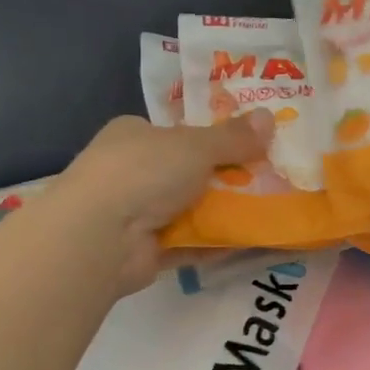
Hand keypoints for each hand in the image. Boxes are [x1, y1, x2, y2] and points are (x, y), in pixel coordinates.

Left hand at [46, 112, 272, 292]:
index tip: (249, 145)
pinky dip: (216, 244)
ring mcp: (135, 215)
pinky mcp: (144, 252)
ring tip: (269, 210)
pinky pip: (189, 245)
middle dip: (225, 177)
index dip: (213, 138)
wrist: (98, 237)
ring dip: (224, 212)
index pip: (177, 132)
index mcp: (134, 135)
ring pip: (190, 210)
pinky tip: (251, 242)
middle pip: (188, 172)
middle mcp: (131, 172)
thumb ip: (234, 137)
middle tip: (268, 178)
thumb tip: (271, 117)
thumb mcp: (196, 145)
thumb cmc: (144, 171)